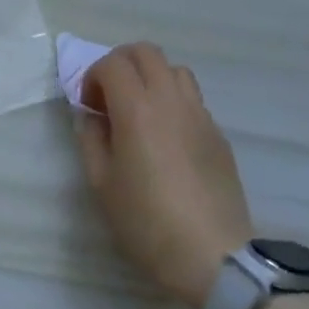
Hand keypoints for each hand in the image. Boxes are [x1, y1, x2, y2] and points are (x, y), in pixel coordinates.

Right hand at [77, 43, 253, 308]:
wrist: (213, 256)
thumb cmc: (146, 222)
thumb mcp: (101, 184)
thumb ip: (91, 140)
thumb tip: (91, 117)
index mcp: (137, 109)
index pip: (113, 63)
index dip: (93, 77)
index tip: (89, 107)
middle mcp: (171, 101)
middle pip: (146, 52)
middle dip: (121, 64)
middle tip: (110, 97)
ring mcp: (200, 115)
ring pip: (175, 70)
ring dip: (151, 78)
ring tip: (140, 111)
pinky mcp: (218, 134)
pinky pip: (193, 98)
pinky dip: (172, 100)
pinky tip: (166, 137)